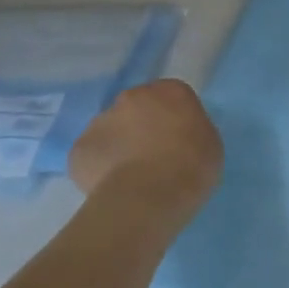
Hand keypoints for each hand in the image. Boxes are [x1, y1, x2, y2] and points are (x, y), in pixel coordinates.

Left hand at [67, 79, 222, 210]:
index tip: (178, 141)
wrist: (148, 196)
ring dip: (119, 147)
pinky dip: (99, 168)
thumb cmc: (192, 167)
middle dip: (141, 127)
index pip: (171, 97)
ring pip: (111, 131)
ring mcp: (100, 121)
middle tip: (153, 158)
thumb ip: (192, 131)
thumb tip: (177, 136)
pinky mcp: (78, 148)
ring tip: (131, 179)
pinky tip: (113, 189)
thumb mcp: (210, 144)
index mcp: (170, 91)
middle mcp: (131, 97)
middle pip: (136, 109)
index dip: (174, 119)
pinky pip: (92, 156)